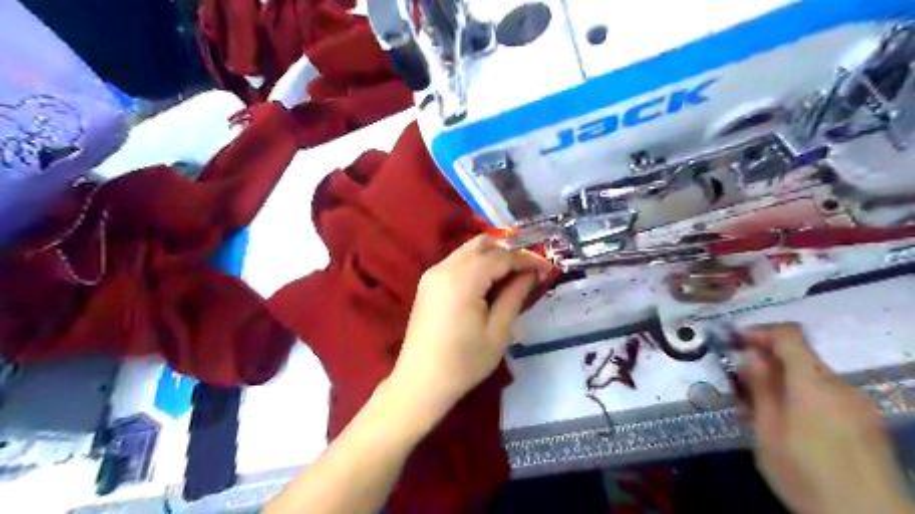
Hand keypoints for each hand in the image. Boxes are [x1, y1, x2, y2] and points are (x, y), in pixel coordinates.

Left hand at [386, 234, 549, 418]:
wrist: (421, 382)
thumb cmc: (464, 362)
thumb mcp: (498, 331)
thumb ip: (515, 295)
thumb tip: (532, 273)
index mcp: (462, 279)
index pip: (501, 256)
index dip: (526, 259)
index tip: (546, 268)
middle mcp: (445, 267)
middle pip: (482, 244)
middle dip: (509, 250)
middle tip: (529, 267)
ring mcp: (433, 274)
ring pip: (468, 250)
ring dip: (492, 255)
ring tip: (513, 274)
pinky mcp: (428, 283)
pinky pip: (457, 261)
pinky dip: (476, 263)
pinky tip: (489, 280)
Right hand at [739, 323, 911, 513]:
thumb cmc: (806, 475)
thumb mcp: (767, 432)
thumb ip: (760, 389)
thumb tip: (750, 356)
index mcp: (813, 383)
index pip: (789, 335)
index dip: (760, 332)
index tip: (736, 343)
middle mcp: (840, 386)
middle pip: (799, 357)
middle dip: (766, 363)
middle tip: (741, 386)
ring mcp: (858, 404)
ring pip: (811, 377)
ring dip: (782, 382)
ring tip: (760, 410)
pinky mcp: (867, 422)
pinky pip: (827, 395)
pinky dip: (802, 397)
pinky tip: (789, 424)